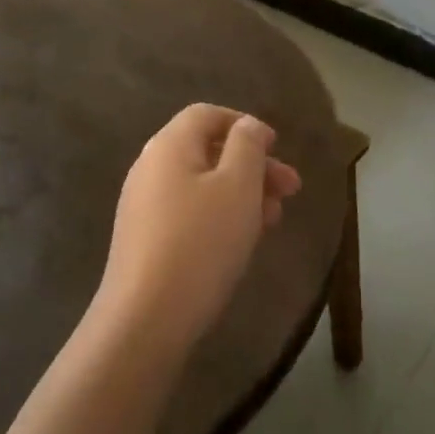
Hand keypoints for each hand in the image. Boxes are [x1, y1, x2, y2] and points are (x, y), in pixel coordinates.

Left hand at [95, 103, 302, 353]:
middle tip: (291, 189)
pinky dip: (220, 215)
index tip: (276, 148)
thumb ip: (248, 146)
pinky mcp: (145, 239)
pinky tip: (242, 240)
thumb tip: (248, 127)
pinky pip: (189, 212)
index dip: (245, 124)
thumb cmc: (201, 242)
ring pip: (201, 184)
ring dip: (242, 193)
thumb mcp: (238, 186)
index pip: (207, 114)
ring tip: (273, 219)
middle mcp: (150, 167)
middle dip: (253, 165)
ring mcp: (143, 205)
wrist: (145, 319)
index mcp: (169, 145)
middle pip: (207, 150)